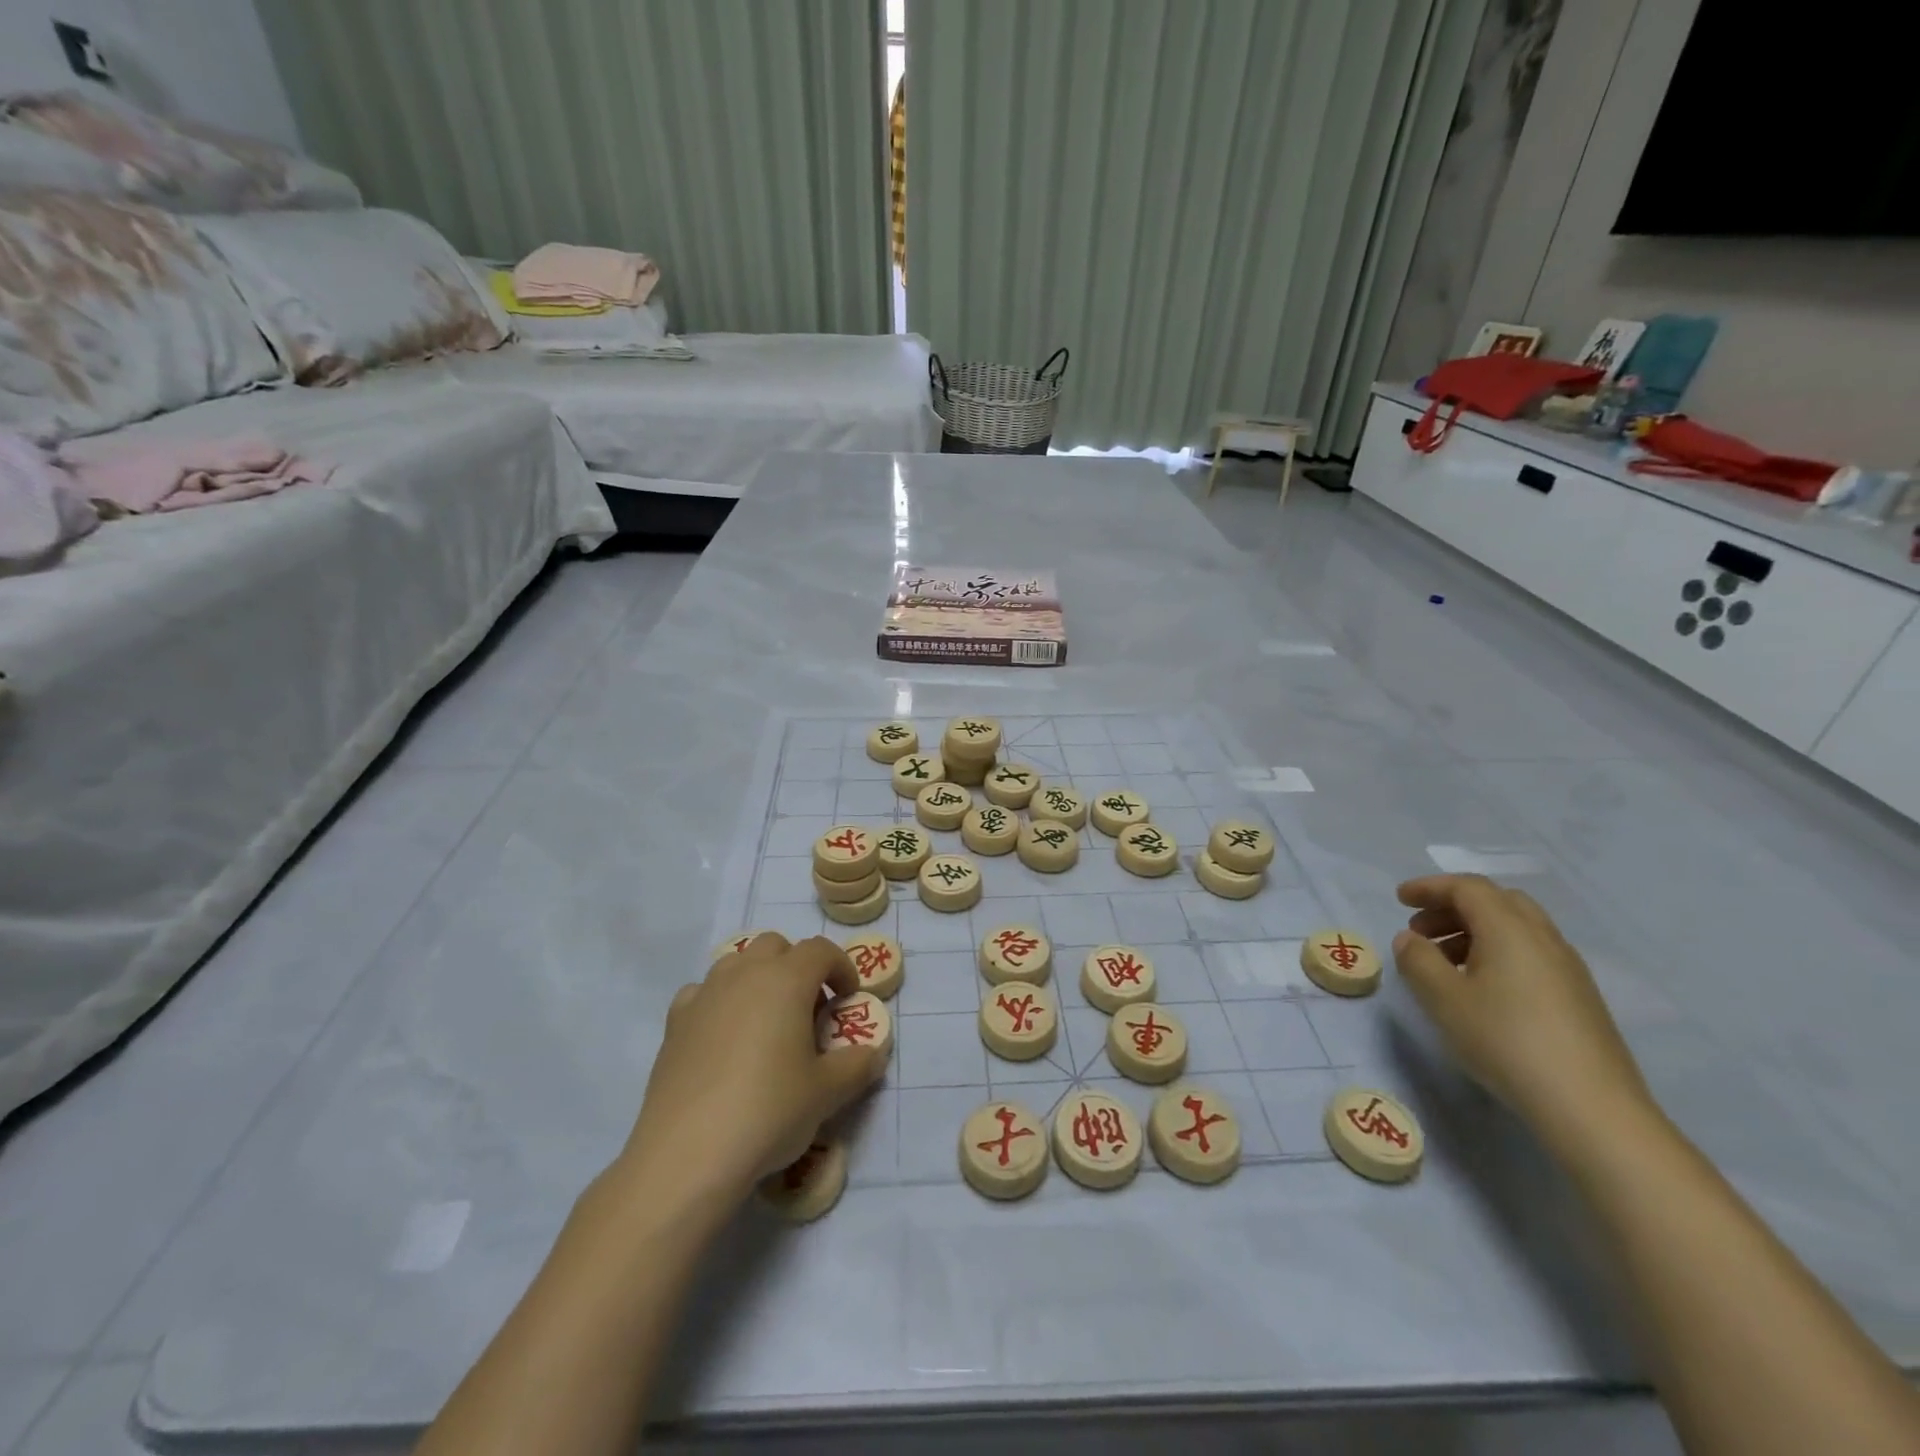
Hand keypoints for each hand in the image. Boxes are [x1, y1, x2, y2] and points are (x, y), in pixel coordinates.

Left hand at [618, 934, 885, 1204]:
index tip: (848, 998)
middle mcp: (744, 974)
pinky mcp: (675, 1023)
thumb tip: (873, 1053)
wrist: (687, 1154)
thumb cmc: (768, 1111)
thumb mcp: (827, 1093)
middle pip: (776, 946)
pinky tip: (724, 1037)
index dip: (841, 967)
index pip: (820, 950)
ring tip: (767, 1021)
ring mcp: (705, 995)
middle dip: (797, 966)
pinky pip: (703, 992)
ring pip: (737, 962)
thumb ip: (857, 1066)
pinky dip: (720, 1001)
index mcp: (786, 980)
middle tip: (809, 1008)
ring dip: (758, 978)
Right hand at [1393, 875, 1651, 1148]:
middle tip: (1421, 930)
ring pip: (1516, 928)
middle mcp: (1543, 938)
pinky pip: (1531, 953)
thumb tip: (1411, 939)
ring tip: (1444, 962)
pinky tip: (1481, 988)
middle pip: (1496, 901)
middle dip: (1453, 907)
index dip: (1430, 887)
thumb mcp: (1442, 998)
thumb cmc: (1506, 1041)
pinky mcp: (1579, 997)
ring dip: (1474, 931)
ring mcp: (1567, 968)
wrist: (1591, 1107)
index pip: (1467, 888)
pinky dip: (1498, 952)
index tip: (1400, 899)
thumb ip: (1417, 959)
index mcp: (1510, 929)